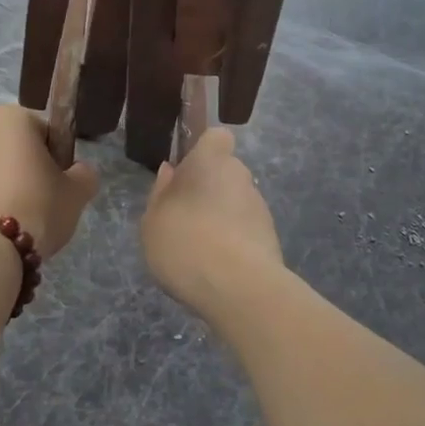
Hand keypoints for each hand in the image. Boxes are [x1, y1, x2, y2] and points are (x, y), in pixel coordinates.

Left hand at [0, 104, 99, 258]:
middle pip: (10, 146)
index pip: (45, 131)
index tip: (59, 186)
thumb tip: (78, 172)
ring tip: (10, 222)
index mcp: (11, 116)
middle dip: (23, 169)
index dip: (56, 159)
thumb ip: (84, 175)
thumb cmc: (35, 208)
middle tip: (38, 205)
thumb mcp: (77, 193)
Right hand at [141, 129, 282, 310]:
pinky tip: (217, 268)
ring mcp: (259, 207)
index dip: (204, 150)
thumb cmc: (185, 242)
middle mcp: (240, 176)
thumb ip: (161, 192)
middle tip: (185, 218)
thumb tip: (170, 171)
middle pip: (225, 172)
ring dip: (222, 218)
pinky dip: (234, 242)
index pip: (217, 137)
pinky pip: (246, 230)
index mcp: (210, 161)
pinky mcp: (271, 237)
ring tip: (199, 250)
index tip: (186, 172)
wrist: (239, 288)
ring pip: (236, 203)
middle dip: (209, 189)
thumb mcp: (153, 220)